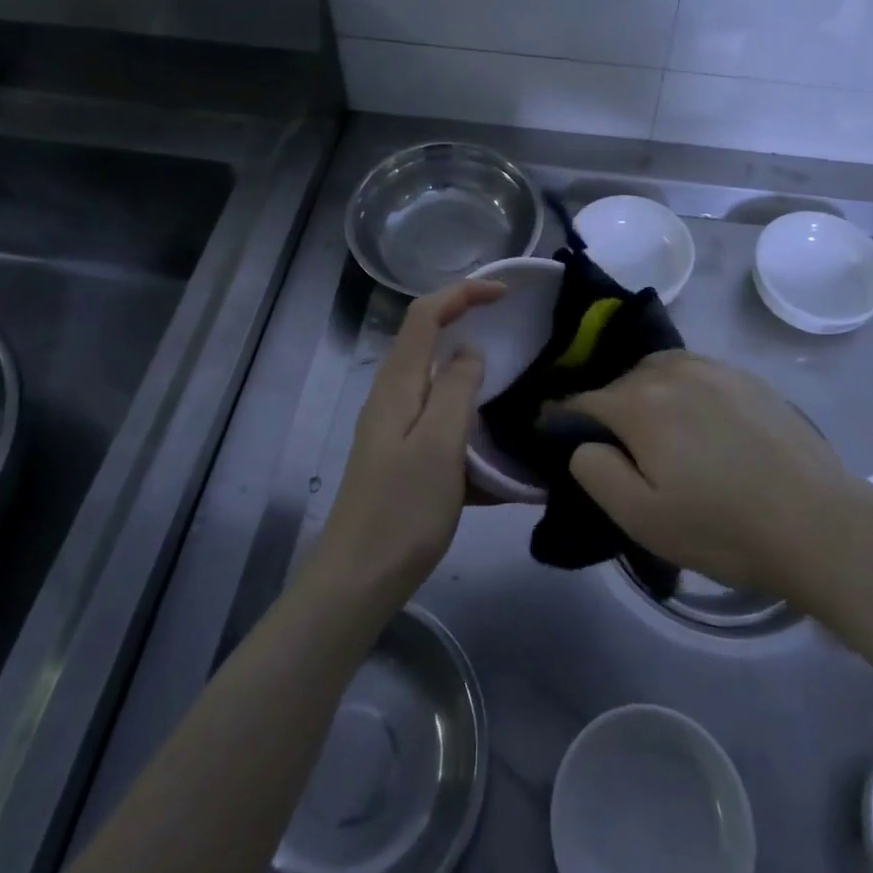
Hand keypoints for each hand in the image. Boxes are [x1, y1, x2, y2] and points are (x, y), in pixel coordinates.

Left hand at [315, 278, 503, 606]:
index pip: (425, 315)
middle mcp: (392, 397)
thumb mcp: (439, 444)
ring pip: (438, 385)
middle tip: (513, 333)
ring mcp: (395, 429)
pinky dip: (470, 427)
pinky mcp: (403, 458)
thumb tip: (469, 353)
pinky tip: (500, 460)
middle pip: (428, 341)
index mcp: (398, 384)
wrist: (358, 580)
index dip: (462, 292)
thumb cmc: (403, 509)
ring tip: (515, 391)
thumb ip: (457, 389)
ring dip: (473, 380)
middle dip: (467, 325)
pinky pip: (442, 426)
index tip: (504, 294)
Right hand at [560, 351, 858, 596]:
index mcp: (639, 401)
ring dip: (646, 395)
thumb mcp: (641, 517)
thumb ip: (594, 471)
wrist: (819, 524)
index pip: (581, 401)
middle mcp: (671, 370)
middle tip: (620, 453)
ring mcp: (714, 368)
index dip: (562, 421)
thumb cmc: (722, 528)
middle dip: (608, 410)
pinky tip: (701, 426)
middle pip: (620, 382)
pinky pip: (695, 373)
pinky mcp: (747, 377)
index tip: (554, 437)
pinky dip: (682, 391)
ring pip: (658, 371)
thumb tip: (582, 441)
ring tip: (660, 435)